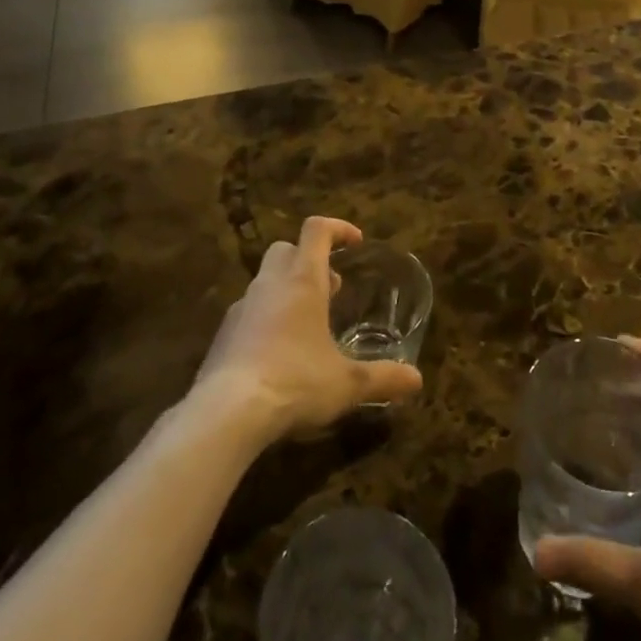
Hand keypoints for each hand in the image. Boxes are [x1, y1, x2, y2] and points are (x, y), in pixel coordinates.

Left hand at [196, 218, 422, 442]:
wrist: (227, 412)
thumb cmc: (295, 381)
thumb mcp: (346, 384)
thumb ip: (382, 377)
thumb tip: (416, 380)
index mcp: (303, 280)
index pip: (317, 230)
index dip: (338, 228)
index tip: (355, 242)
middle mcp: (270, 284)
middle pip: (286, 249)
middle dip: (310, 261)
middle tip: (332, 289)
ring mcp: (242, 307)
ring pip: (266, 281)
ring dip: (287, 291)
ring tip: (308, 326)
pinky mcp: (223, 334)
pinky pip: (249, 312)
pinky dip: (266, 319)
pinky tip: (278, 354)